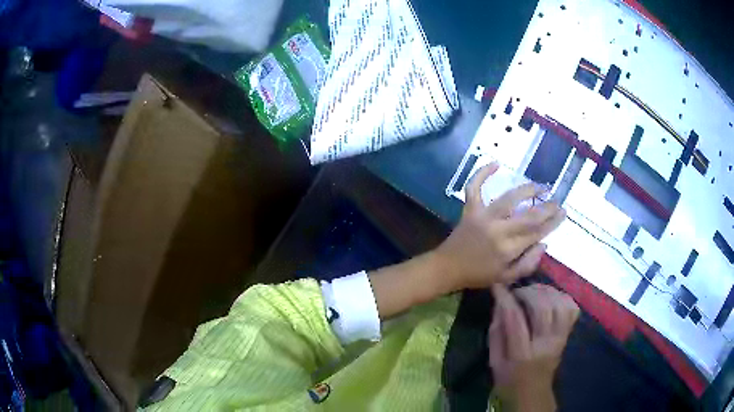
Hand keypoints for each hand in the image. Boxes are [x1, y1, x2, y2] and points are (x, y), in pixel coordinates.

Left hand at [433, 162, 565, 290]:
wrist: (447, 268)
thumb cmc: (478, 275)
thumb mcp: (506, 278)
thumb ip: (528, 264)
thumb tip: (544, 244)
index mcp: (508, 249)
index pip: (537, 232)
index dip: (552, 222)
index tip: (563, 212)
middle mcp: (498, 229)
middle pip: (528, 215)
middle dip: (547, 207)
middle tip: (557, 200)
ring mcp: (483, 216)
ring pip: (509, 197)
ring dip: (527, 189)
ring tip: (541, 186)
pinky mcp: (470, 209)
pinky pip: (474, 187)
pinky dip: (482, 173)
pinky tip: (496, 163)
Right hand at [489, 284, 579, 411]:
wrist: (533, 394)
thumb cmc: (509, 380)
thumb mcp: (494, 361)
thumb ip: (496, 332)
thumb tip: (499, 303)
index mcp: (522, 355)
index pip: (516, 320)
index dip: (506, 299)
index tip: (497, 286)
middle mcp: (545, 344)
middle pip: (543, 308)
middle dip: (528, 292)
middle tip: (516, 291)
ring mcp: (560, 338)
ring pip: (560, 304)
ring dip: (546, 291)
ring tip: (533, 291)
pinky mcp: (568, 335)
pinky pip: (572, 309)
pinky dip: (562, 297)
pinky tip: (550, 297)